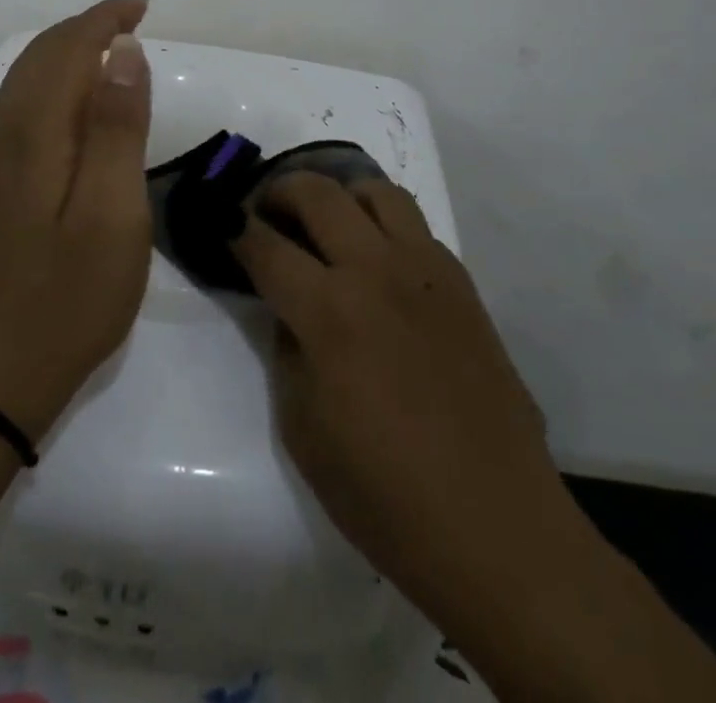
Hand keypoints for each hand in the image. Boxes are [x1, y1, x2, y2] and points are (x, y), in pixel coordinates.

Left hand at [0, 0, 153, 443]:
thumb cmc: (69, 294)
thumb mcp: (112, 211)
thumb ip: (117, 126)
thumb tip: (122, 51)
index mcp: (33, 129)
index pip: (68, 47)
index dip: (105, 19)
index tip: (144, 8)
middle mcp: (4, 130)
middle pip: (42, 54)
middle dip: (87, 27)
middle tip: (134, 22)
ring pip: (28, 77)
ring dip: (69, 51)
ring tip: (112, 50)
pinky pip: (23, 104)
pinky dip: (54, 81)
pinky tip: (77, 103)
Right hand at [232, 174, 573, 624]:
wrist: (494, 523)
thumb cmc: (385, 494)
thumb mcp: (302, 429)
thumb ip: (287, 350)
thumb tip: (289, 310)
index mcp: (329, 312)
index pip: (265, 245)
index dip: (234, 229)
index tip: (221, 224)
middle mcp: (376, 271)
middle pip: (318, 193)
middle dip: (279, 191)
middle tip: (265, 211)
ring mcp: (425, 270)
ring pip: (374, 192)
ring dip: (339, 195)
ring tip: (326, 224)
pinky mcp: (461, 282)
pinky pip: (414, 226)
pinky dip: (383, 224)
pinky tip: (377, 263)